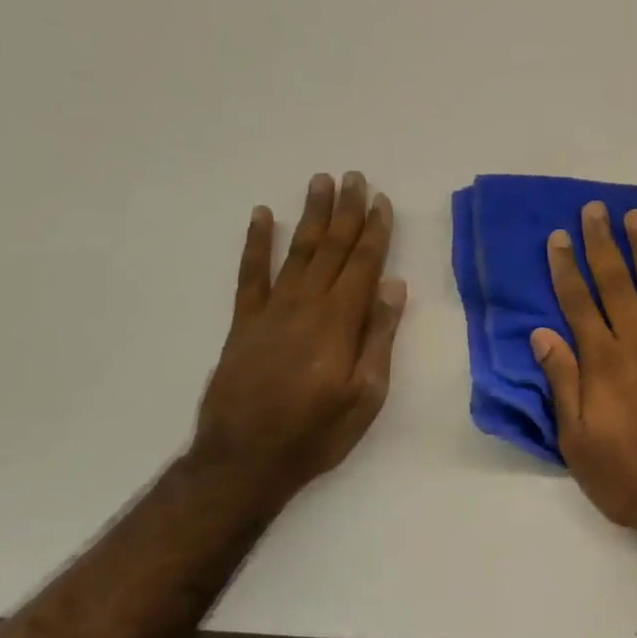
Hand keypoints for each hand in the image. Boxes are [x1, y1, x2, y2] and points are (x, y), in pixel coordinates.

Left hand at [195, 172, 406, 498]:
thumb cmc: (317, 432)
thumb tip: (393, 285)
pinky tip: (261, 216)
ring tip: (320, 182)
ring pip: (295, 251)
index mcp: (339, 321)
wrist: (244, 460)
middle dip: (346, 211)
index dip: (374, 231)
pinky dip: (255, 243)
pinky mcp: (243, 322)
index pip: (363, 264)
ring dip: (310, 215)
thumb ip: (378, 337)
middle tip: (354, 176)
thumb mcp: (365, 394)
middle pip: (331, 248)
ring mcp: (271, 310)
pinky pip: (250, 273)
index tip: (381, 200)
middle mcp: (306, 304)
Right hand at [531, 202, 636, 541]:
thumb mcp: (578, 442)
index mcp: (604, 363)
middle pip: (617, 284)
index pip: (579, 304)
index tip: (559, 237)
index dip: (566, 268)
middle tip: (595, 210)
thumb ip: (562, 383)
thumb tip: (541, 334)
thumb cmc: (630, 479)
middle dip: (602, 244)